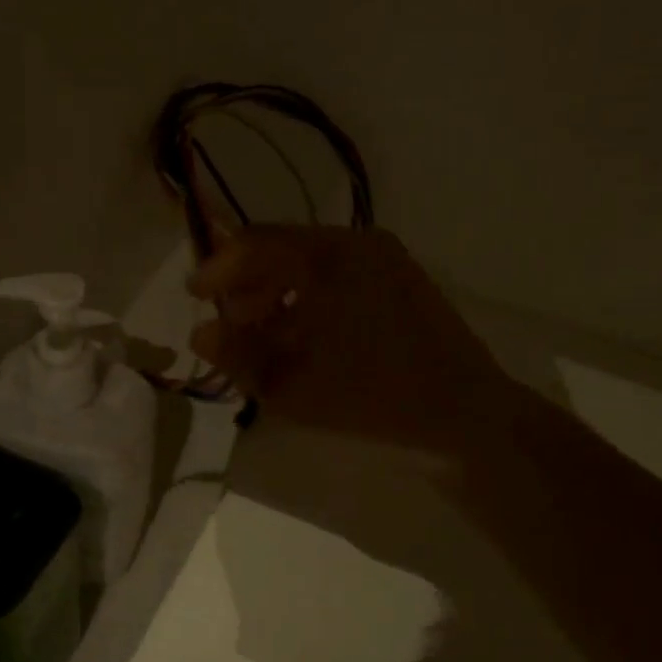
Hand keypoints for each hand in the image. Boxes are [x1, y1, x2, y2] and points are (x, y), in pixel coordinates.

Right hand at [188, 226, 519, 458]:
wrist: (466, 417)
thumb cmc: (373, 397)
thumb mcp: (293, 385)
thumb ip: (239, 356)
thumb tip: (201, 334)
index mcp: (328, 257)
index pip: (255, 244)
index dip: (219, 268)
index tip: (195, 295)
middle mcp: (358, 245)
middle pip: (284, 250)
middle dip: (250, 285)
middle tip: (229, 321)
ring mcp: (386, 261)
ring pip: (313, 265)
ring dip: (280, 294)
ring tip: (262, 335)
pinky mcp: (403, 282)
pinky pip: (341, 278)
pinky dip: (312, 300)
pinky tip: (303, 338)